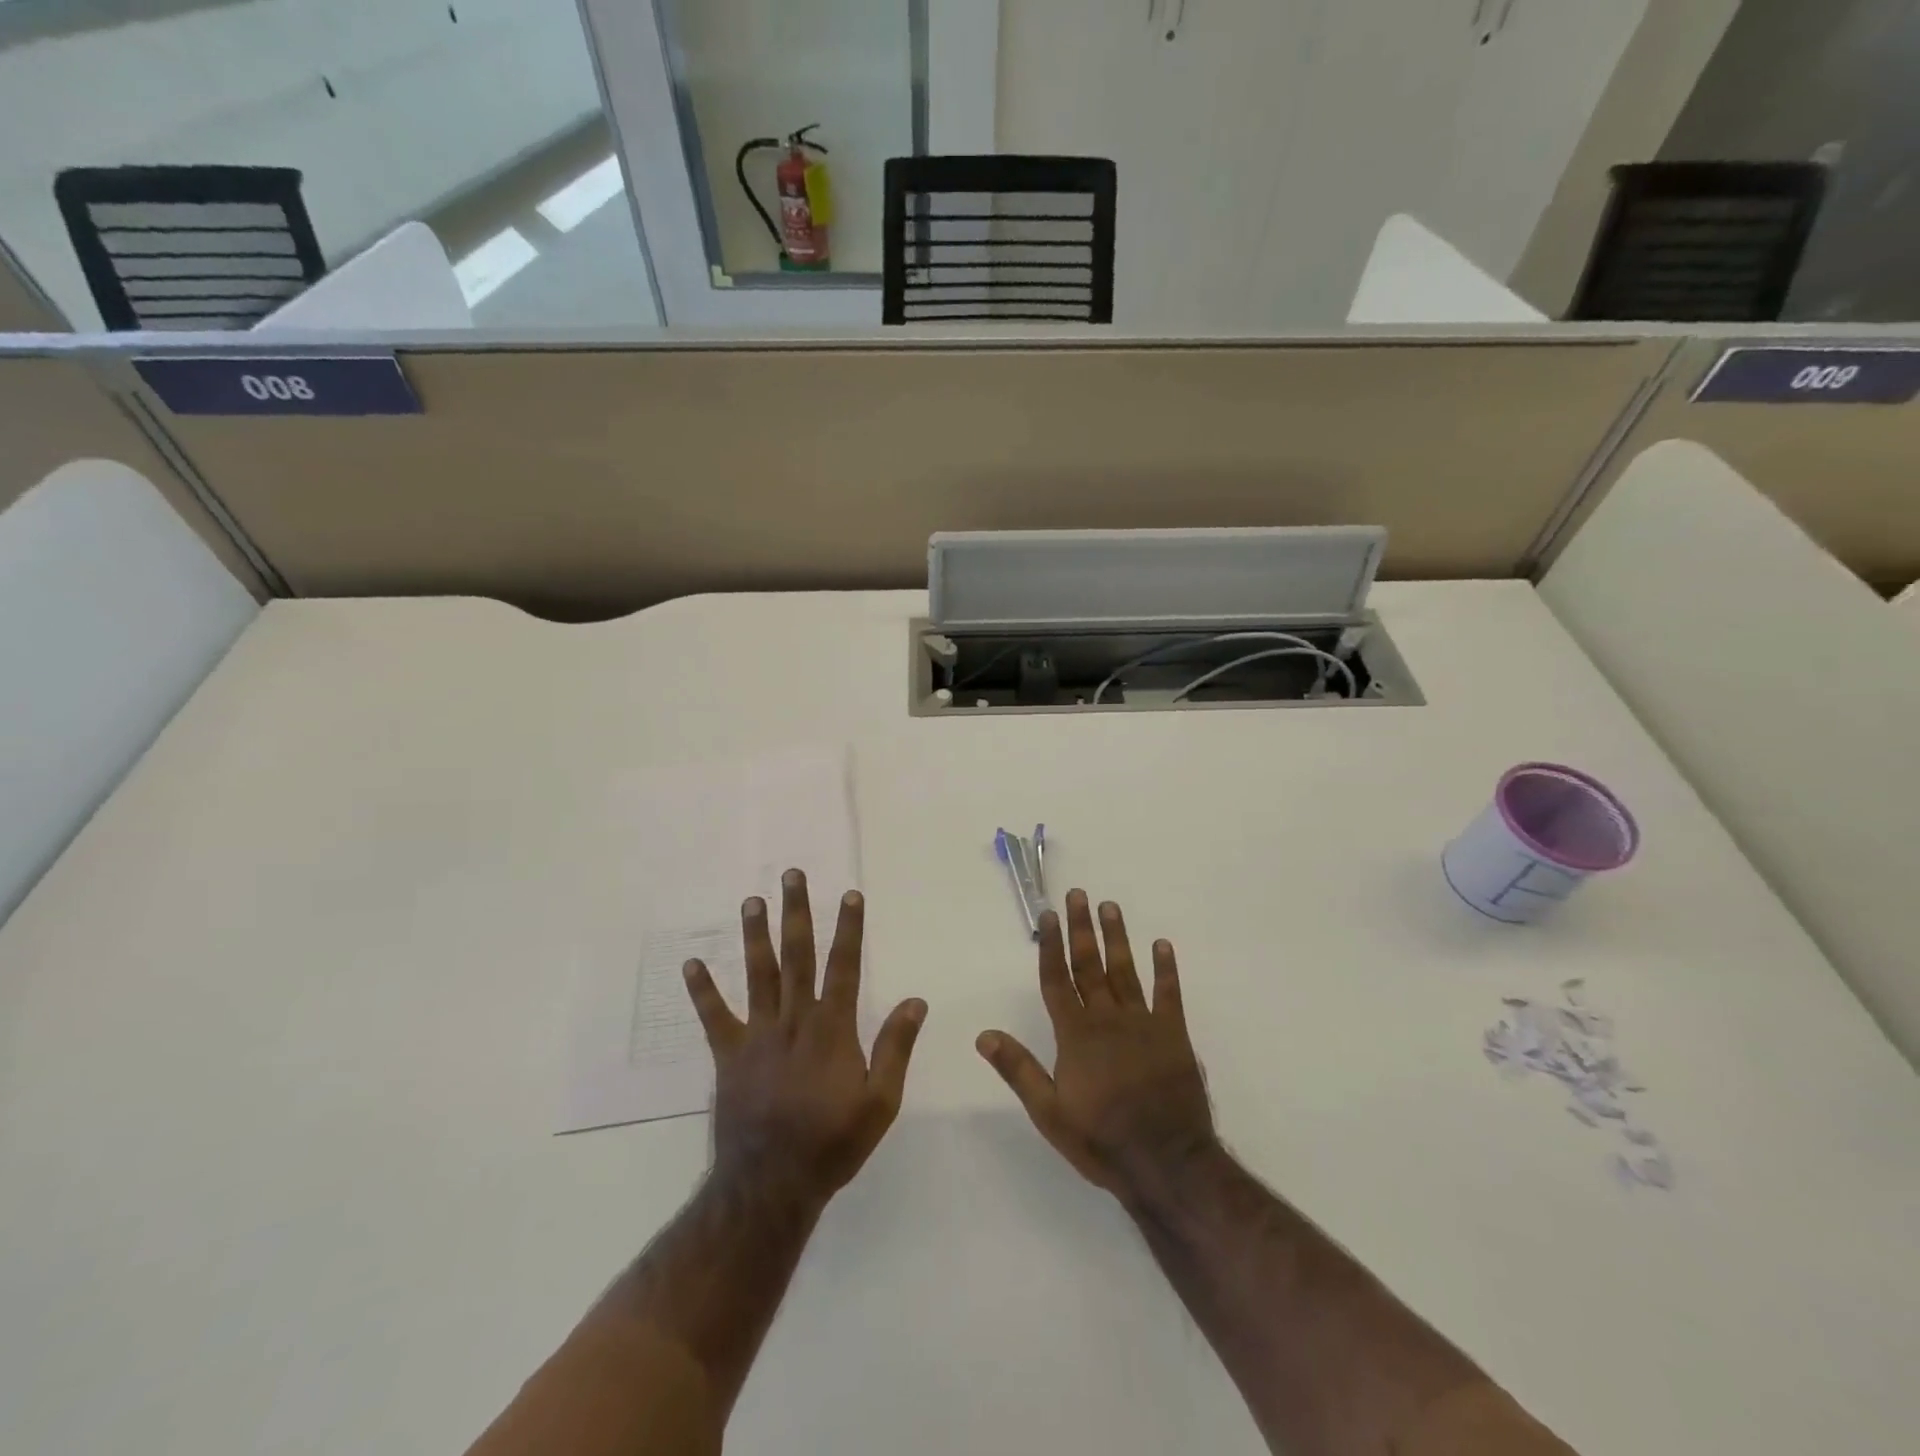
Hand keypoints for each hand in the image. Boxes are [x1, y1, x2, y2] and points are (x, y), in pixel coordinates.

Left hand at [684, 869, 926, 1206]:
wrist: (772, 1184)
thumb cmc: (833, 1142)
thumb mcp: (881, 1102)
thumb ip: (896, 1047)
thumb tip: (915, 1000)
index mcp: (832, 1027)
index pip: (844, 965)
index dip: (849, 928)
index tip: (850, 894)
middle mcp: (794, 1019)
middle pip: (797, 955)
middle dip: (796, 912)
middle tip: (792, 875)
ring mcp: (758, 1034)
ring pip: (758, 974)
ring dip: (755, 936)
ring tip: (751, 901)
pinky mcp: (729, 1056)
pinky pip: (714, 1017)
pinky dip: (702, 991)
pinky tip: (690, 964)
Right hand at [977, 889, 1216, 1198]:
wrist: (1167, 1163)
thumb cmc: (1102, 1139)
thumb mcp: (1049, 1113)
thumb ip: (1018, 1069)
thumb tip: (983, 1035)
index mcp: (1076, 1035)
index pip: (1057, 980)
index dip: (1050, 946)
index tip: (1047, 915)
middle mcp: (1107, 1018)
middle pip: (1089, 965)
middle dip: (1081, 928)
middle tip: (1078, 894)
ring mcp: (1143, 1023)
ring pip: (1125, 970)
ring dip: (1117, 937)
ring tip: (1110, 906)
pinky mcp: (1174, 1035)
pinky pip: (1169, 994)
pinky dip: (1166, 969)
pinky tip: (1162, 945)